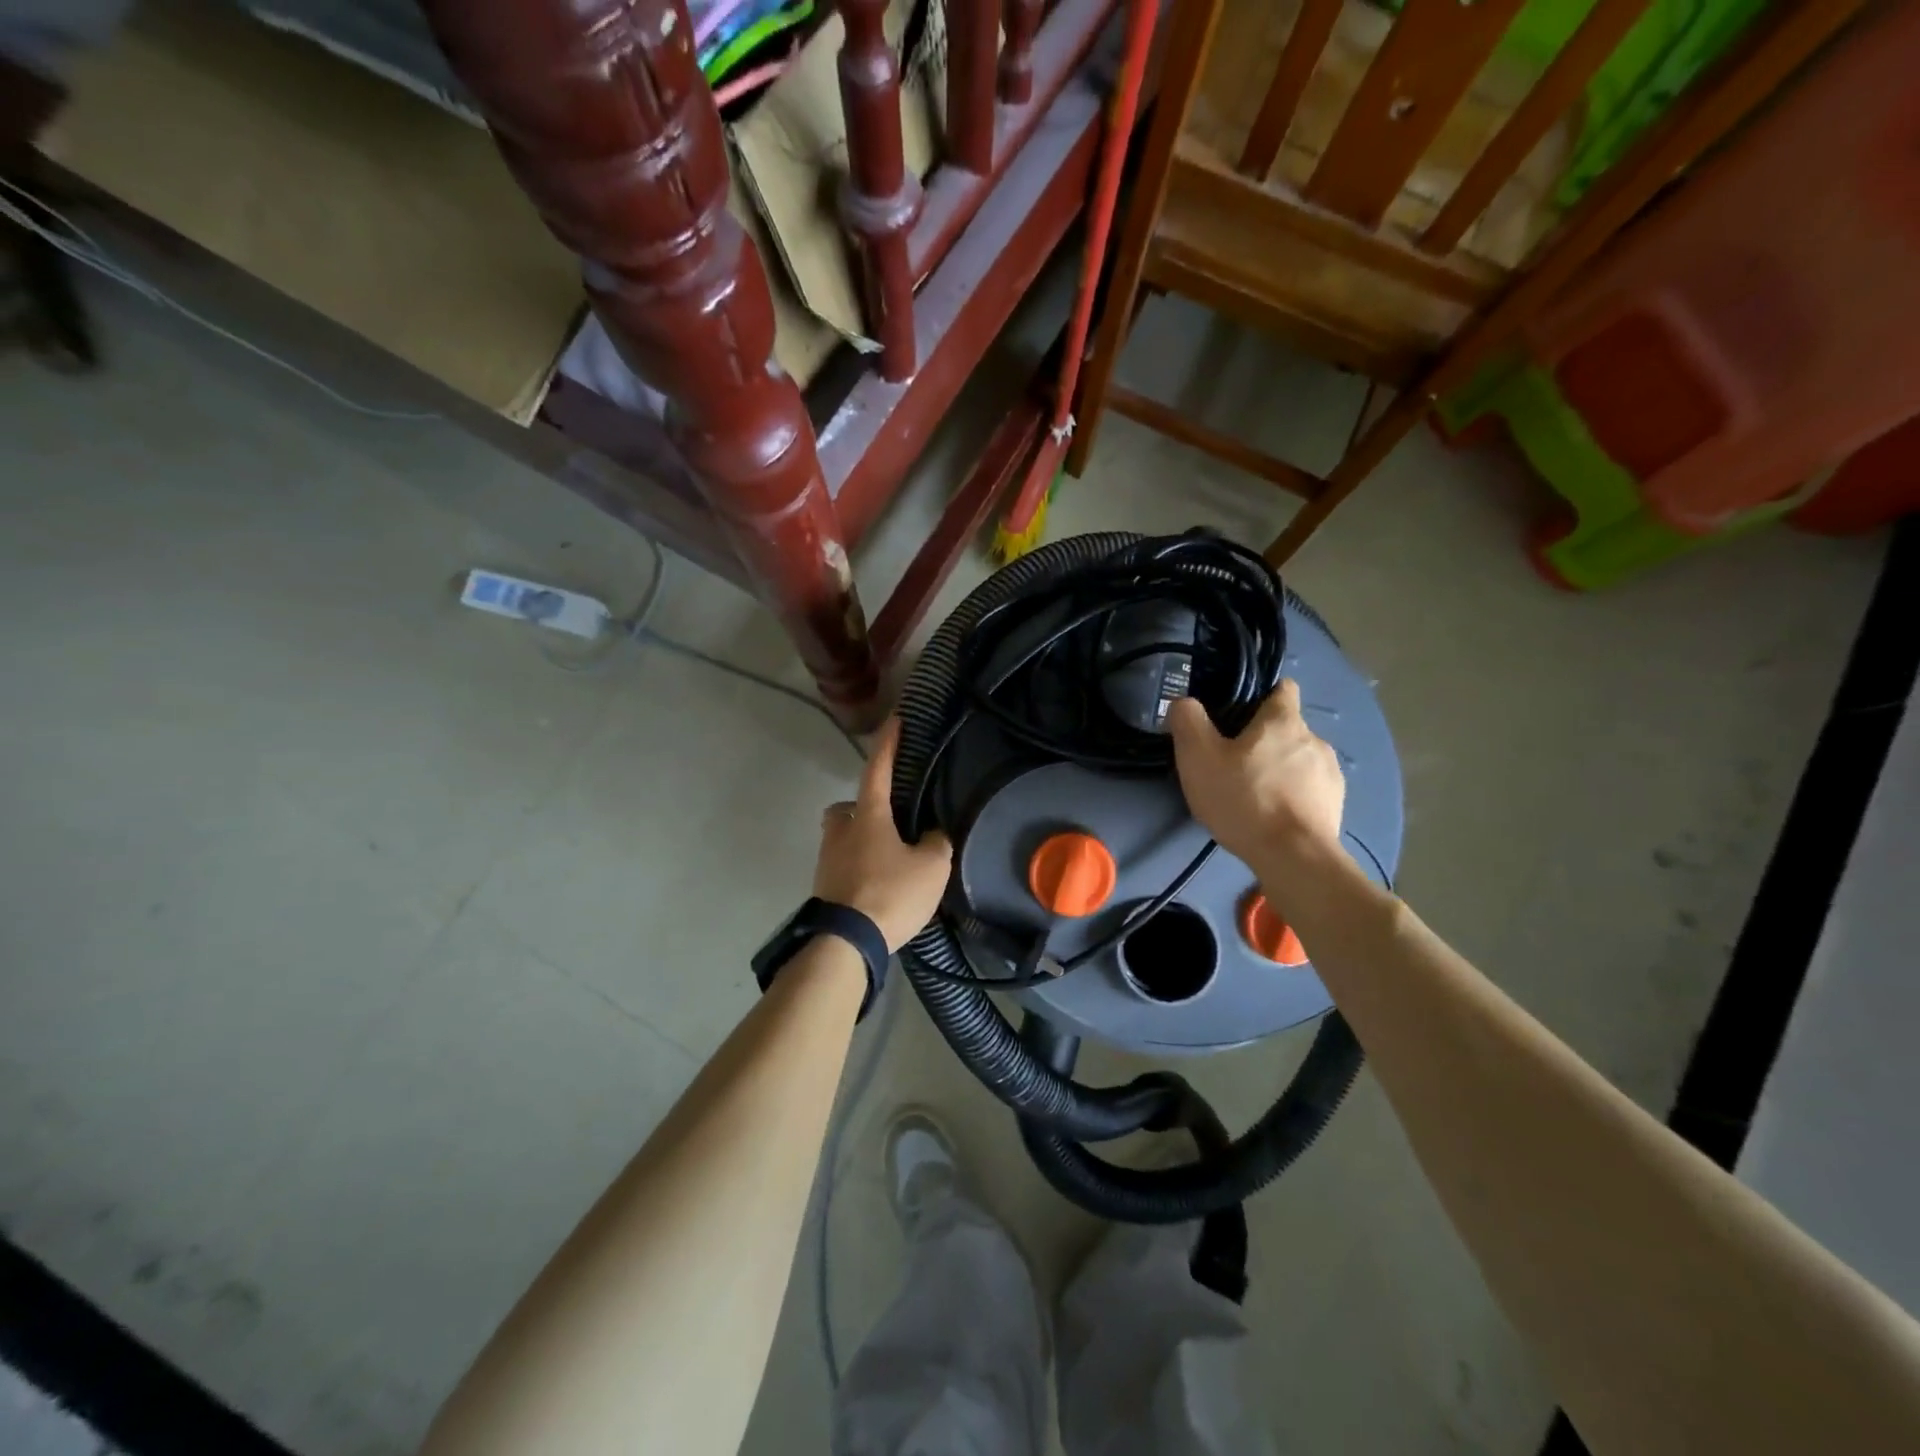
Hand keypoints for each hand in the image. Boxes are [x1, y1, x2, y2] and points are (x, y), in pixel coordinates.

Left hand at [813, 718, 952, 951]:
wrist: (845, 942)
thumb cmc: (890, 893)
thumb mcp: (931, 867)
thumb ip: (936, 843)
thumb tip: (932, 835)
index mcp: (868, 816)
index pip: (878, 768)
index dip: (888, 743)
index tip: (894, 720)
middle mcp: (841, 831)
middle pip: (846, 808)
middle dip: (862, 808)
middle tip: (888, 822)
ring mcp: (827, 860)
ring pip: (842, 838)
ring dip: (861, 842)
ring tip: (889, 861)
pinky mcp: (823, 889)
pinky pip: (843, 867)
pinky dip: (859, 870)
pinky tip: (879, 887)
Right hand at [1167, 683, 1344, 871]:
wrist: (1293, 857)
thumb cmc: (1244, 799)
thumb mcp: (1198, 757)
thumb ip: (1188, 720)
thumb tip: (1185, 702)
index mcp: (1283, 720)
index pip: (1281, 688)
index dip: (1260, 696)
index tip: (1237, 714)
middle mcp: (1315, 738)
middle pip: (1286, 728)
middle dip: (1263, 741)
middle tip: (1232, 764)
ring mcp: (1330, 773)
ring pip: (1299, 759)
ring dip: (1280, 770)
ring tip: (1253, 796)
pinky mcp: (1336, 804)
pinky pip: (1310, 789)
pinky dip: (1293, 796)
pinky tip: (1273, 817)